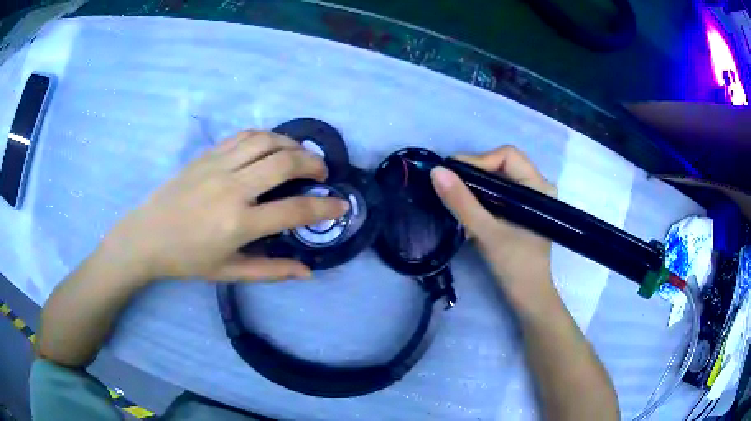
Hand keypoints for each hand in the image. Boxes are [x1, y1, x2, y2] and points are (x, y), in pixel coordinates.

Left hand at [104, 130, 347, 283]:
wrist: (147, 235)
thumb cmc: (187, 259)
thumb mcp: (229, 272)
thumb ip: (270, 271)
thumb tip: (306, 272)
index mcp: (238, 224)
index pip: (294, 211)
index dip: (324, 208)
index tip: (342, 205)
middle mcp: (232, 189)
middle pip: (284, 163)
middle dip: (313, 164)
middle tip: (322, 173)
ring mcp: (218, 166)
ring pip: (266, 142)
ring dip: (292, 144)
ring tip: (302, 155)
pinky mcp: (208, 154)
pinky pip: (244, 136)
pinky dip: (267, 136)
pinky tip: (273, 145)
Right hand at [430, 146, 556, 306]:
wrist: (528, 297)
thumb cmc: (515, 265)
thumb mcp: (487, 233)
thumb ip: (462, 202)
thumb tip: (436, 171)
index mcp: (539, 186)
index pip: (507, 155)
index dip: (479, 161)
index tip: (453, 176)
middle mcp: (537, 187)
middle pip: (502, 164)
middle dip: (474, 172)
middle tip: (449, 186)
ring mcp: (529, 200)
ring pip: (498, 178)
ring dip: (475, 186)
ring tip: (455, 197)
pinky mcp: (521, 211)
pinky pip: (498, 193)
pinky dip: (481, 197)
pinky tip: (468, 208)